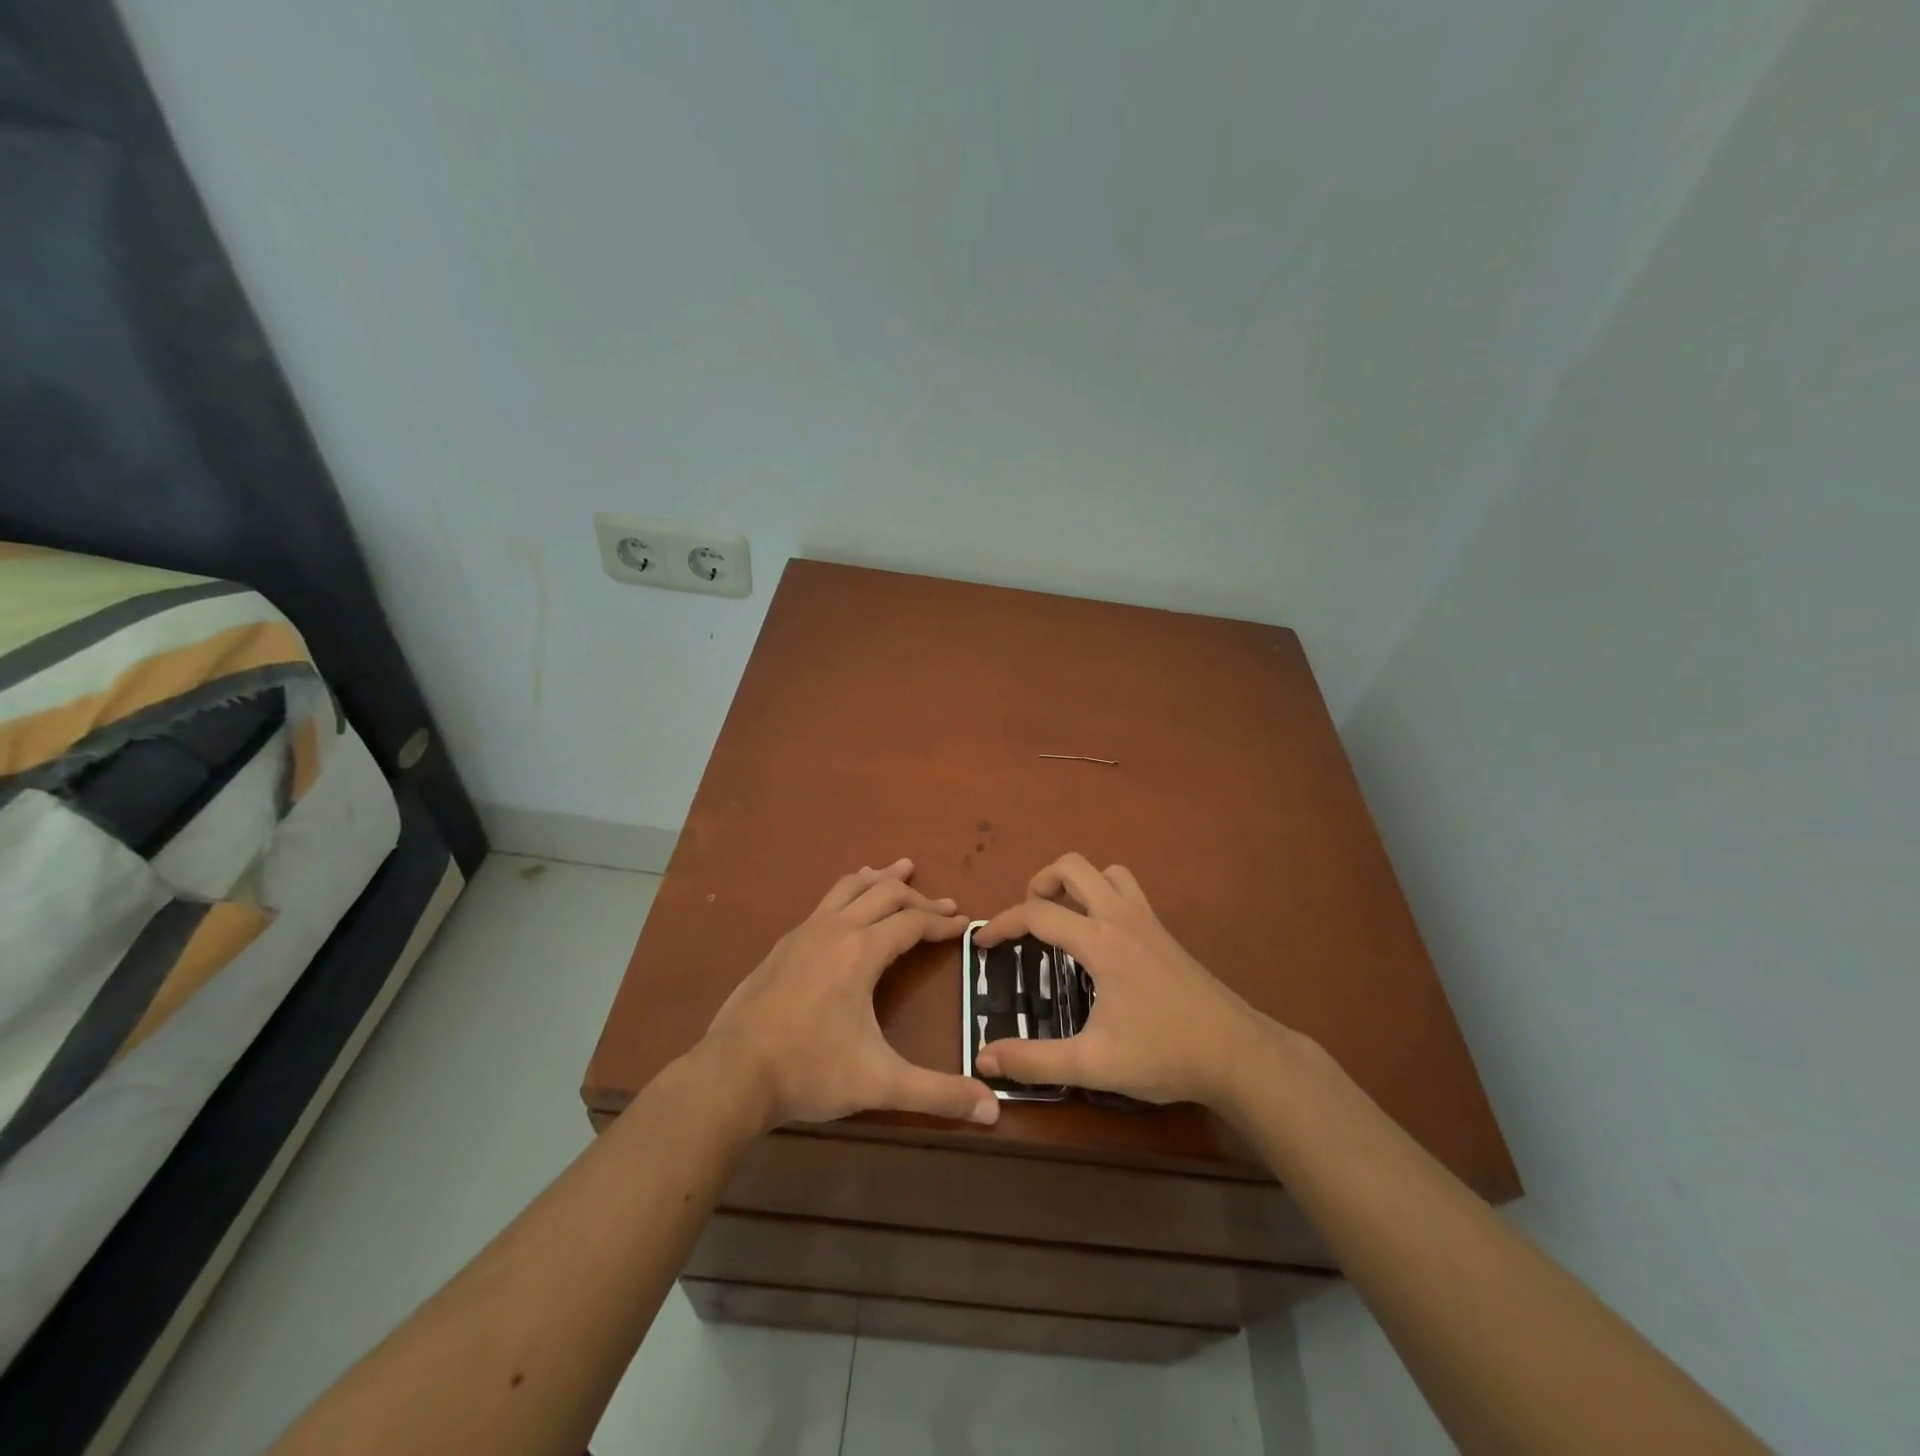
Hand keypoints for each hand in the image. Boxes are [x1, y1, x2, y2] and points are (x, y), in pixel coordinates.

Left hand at [702, 859, 998, 1130]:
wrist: (731, 1074)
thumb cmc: (809, 1072)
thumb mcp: (879, 1083)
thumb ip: (937, 1094)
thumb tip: (992, 1111)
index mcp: (861, 952)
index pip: (913, 922)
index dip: (943, 922)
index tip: (964, 923)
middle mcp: (835, 930)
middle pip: (885, 894)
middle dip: (919, 897)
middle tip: (944, 904)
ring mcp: (804, 933)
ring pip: (849, 887)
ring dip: (880, 879)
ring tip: (899, 870)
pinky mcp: (783, 945)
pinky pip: (825, 902)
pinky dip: (849, 893)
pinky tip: (847, 910)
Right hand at [974, 853, 1276, 1108]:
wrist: (1238, 1054)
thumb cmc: (1165, 1054)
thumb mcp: (1094, 1064)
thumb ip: (1035, 1060)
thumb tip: (984, 1059)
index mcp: (1100, 942)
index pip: (1037, 913)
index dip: (1002, 923)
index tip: (982, 944)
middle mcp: (1121, 917)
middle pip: (1073, 867)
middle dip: (1040, 882)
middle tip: (1028, 920)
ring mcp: (1148, 921)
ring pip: (1106, 872)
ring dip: (1078, 883)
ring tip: (1063, 918)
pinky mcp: (1165, 933)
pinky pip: (1128, 890)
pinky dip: (1104, 895)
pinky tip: (1101, 937)